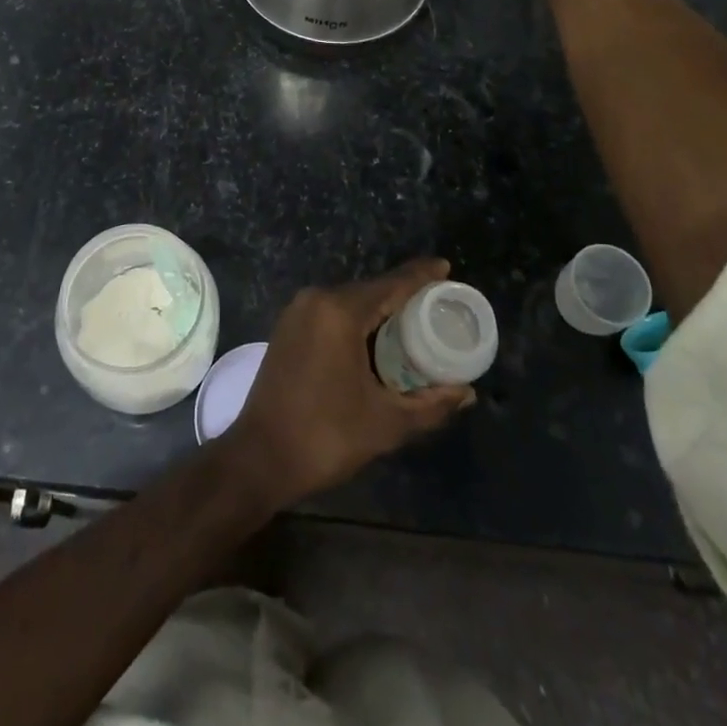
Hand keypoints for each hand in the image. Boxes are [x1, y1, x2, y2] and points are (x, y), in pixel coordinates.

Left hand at [221, 259, 472, 509]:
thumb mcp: (386, 423)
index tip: (445, 267)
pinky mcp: (287, 328)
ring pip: (350, 301)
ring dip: (379, 310)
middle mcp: (316, 299)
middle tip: (436, 306)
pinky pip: (331, 313)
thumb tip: (466, 392)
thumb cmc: (325, 436)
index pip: (391, 284)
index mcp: (340, 311)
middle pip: (370, 290)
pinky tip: (375, 338)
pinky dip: (356, 320)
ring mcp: (297, 312)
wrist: (259, 458)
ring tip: (413, 322)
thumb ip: (430, 405)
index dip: (420, 275)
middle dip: (403, 295)